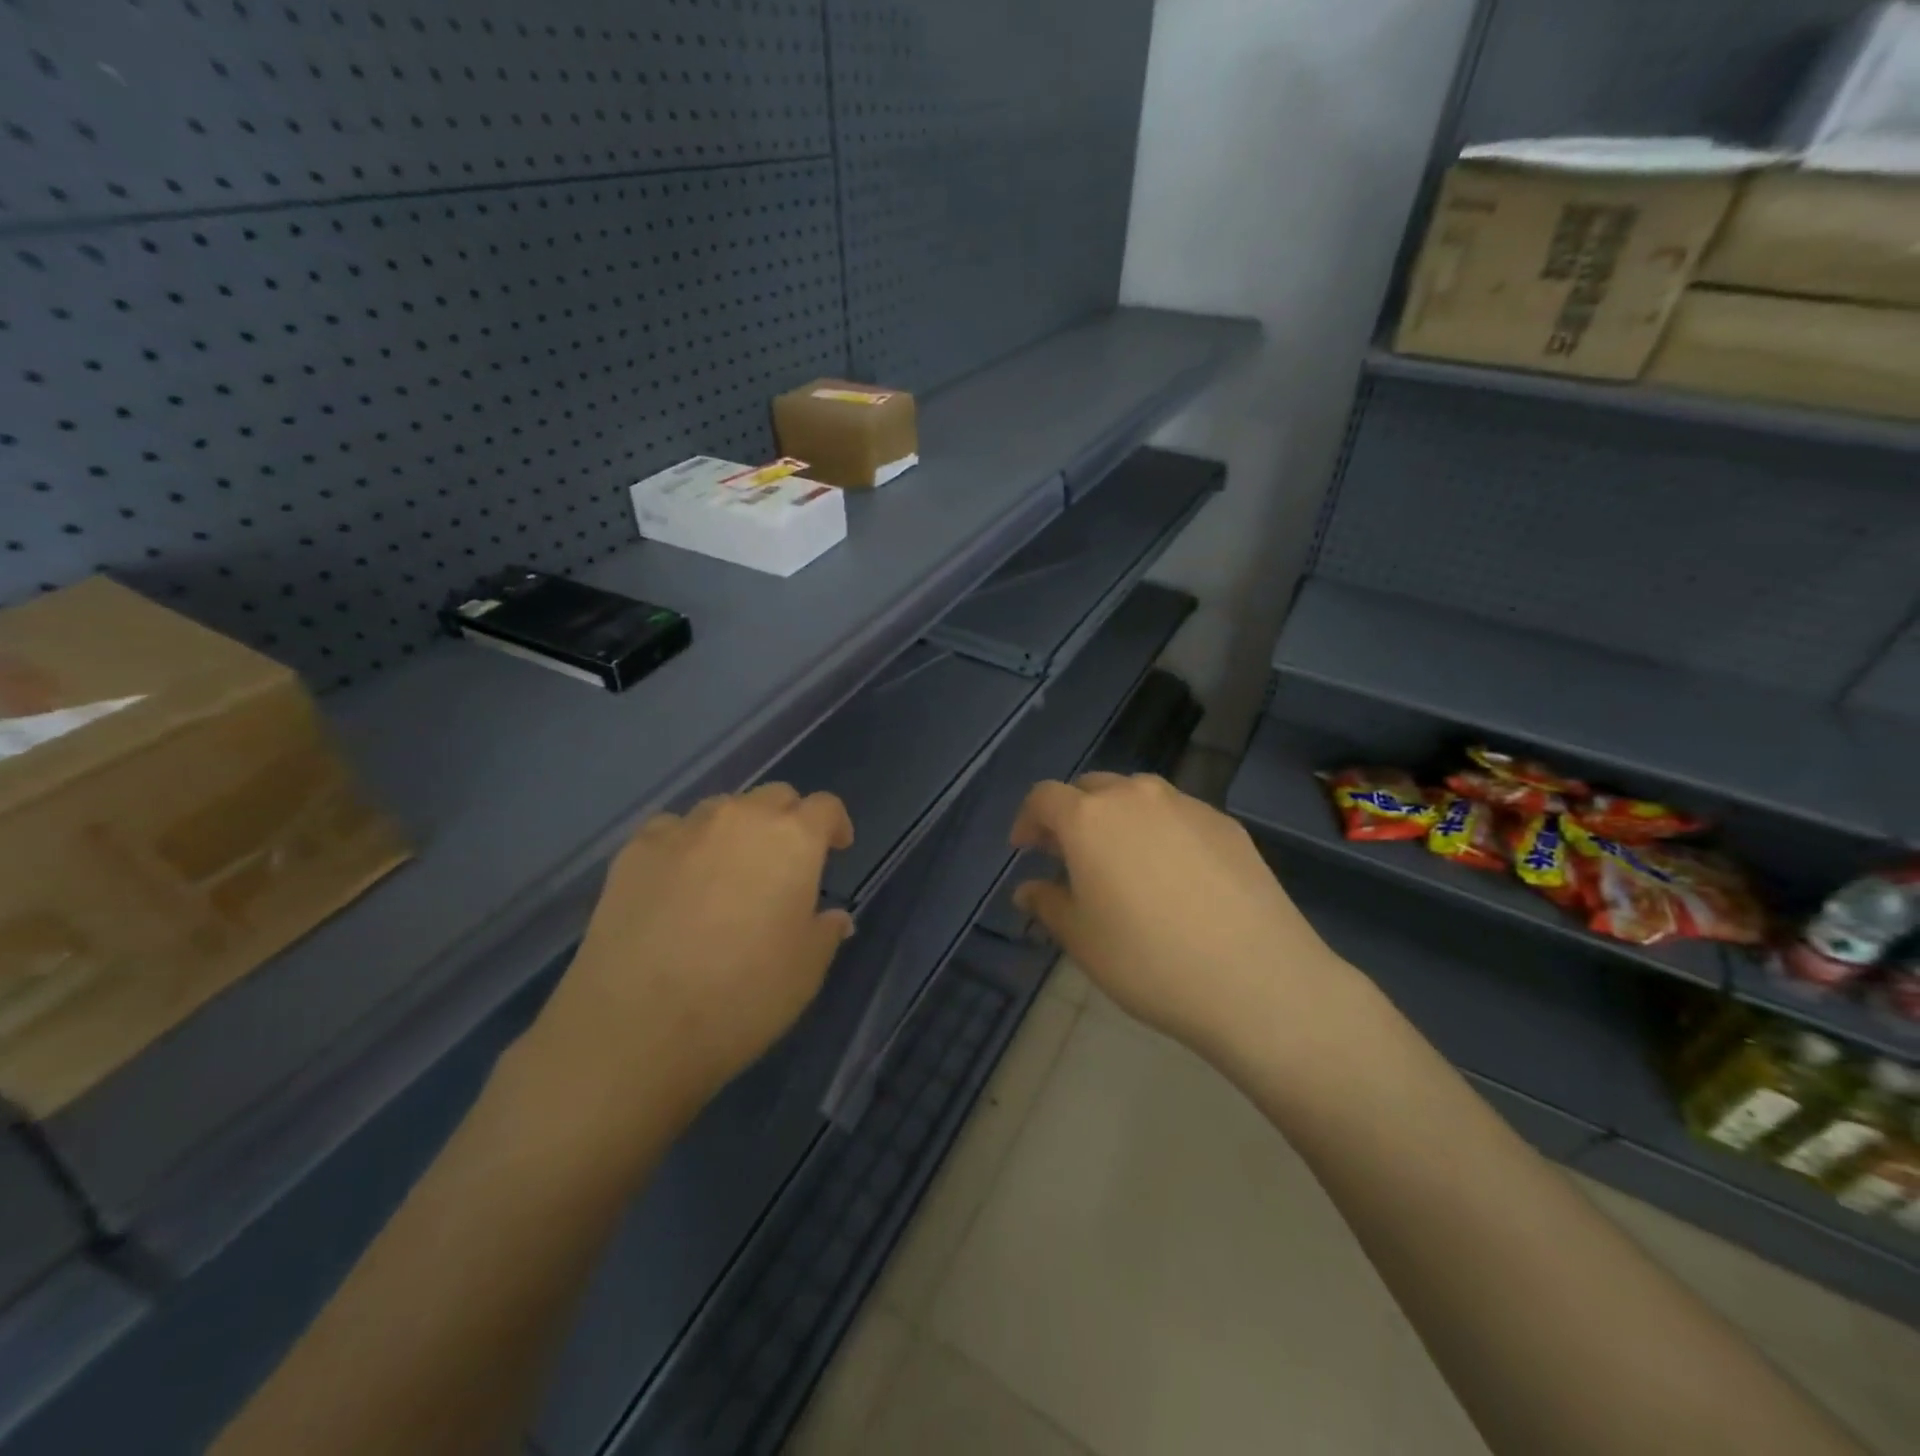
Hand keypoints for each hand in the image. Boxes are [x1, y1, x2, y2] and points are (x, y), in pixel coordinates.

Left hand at [518, 785, 855, 1128]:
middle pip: (774, 797)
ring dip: (736, 830)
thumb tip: (832, 917)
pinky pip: (671, 829)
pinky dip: (685, 844)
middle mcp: (740, 819)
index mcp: (793, 840)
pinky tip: (677, 880)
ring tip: (728, 871)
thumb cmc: (742, 996)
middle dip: (787, 821)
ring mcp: (683, 830)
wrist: (636, 1025)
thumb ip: (825, 932)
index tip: (836, 850)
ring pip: (721, 809)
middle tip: (784, 863)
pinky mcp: (635, 850)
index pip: (825, 807)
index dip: (835, 825)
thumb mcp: (806, 971)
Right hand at [1010, 773, 1348, 1058]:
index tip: (1026, 849)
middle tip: (1071, 856)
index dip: (1028, 820)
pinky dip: (1161, 831)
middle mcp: (1136, 796)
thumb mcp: (1081, 939)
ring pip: (1138, 797)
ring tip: (1124, 862)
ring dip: (1118, 819)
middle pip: (1091, 788)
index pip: (1044, 797)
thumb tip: (1029, 889)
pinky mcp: (1227, 824)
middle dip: (1073, 815)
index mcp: (1090, 818)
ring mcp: (1187, 805)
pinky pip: (1178, 815)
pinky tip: (1175, 875)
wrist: (1256, 979)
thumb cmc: (1148, 960)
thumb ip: (1047, 904)